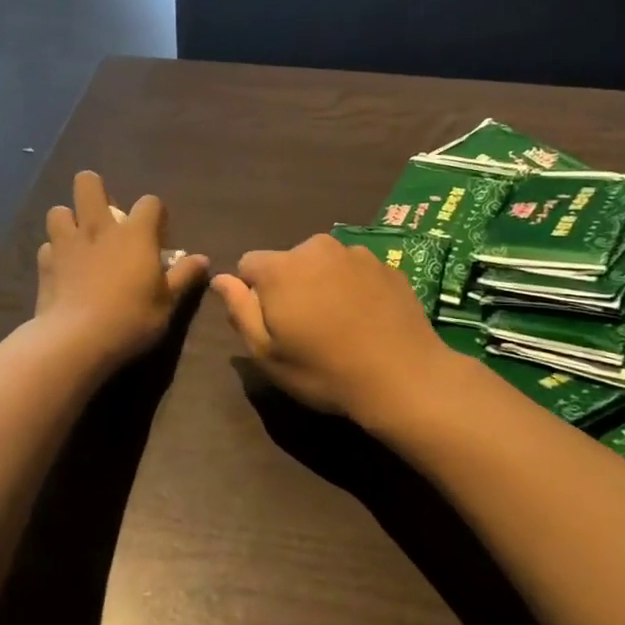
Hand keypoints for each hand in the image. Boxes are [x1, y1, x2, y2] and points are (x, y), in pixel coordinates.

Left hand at [34, 172, 208, 370]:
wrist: (77, 339)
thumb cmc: (132, 319)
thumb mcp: (167, 302)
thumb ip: (184, 276)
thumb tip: (203, 259)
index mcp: (135, 234)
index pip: (150, 202)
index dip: (155, 213)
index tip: (157, 234)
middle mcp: (99, 228)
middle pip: (88, 183)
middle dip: (95, 190)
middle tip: (106, 218)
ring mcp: (67, 243)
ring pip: (59, 210)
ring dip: (69, 220)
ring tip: (78, 240)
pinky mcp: (44, 263)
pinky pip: (47, 246)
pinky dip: (55, 253)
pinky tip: (63, 269)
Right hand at [211, 233, 453, 423]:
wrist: (403, 377)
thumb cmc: (324, 370)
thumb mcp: (267, 352)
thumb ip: (240, 309)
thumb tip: (220, 278)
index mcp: (281, 267)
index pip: (248, 264)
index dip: (252, 295)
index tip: (271, 326)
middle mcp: (317, 247)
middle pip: (287, 262)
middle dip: (288, 287)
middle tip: (305, 329)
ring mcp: (357, 253)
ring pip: (323, 264)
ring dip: (321, 285)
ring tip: (338, 325)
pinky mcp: (387, 266)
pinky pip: (355, 271)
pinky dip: (352, 288)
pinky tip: (365, 321)